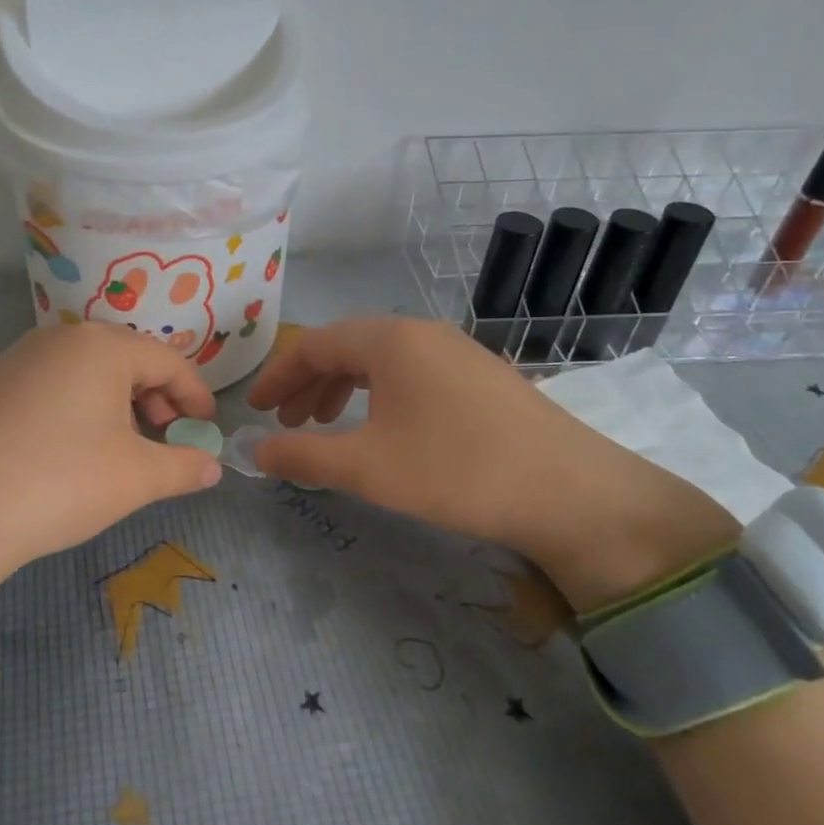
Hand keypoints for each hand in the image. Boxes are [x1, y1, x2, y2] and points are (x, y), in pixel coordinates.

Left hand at [0, 322, 220, 618]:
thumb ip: (184, 467)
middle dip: (156, 396)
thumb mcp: (136, 478)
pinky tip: (74, 446)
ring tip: (123, 444)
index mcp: (101, 346)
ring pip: (87, 370)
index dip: (195, 394)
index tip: (207, 426)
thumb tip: (213, 467)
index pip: (167, 360)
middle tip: (166, 435)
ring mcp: (19, 357)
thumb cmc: (60, 483)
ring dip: (118, 401)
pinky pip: (53, 383)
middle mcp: (59, 337)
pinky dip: (79, 406)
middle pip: (126, 358)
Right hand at [247, 318, 737, 609]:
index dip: (277, 376)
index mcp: (389, 340)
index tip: (253, 409)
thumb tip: (255, 450)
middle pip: (346, 347)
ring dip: (343, 388)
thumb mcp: (367, 468)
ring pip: (381, 360)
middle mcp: (421, 333)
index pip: (314, 345)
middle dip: (308, 383)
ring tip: (327, 425)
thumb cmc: (455, 471)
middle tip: (288, 423)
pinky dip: (380, 395)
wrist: (569, 491)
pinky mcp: (481, 375)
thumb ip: (303, 455)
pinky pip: (411, 373)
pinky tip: (383, 428)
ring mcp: (457, 351)